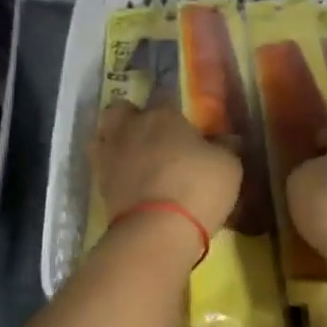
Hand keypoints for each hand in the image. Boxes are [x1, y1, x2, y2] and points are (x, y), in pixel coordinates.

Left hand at [89, 97, 241, 240]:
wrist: (156, 231)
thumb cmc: (198, 188)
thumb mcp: (228, 166)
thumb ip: (225, 147)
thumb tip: (227, 139)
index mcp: (162, 115)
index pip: (165, 96)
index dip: (173, 108)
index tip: (184, 124)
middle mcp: (131, 127)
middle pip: (121, 110)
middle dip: (132, 118)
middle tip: (150, 136)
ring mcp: (109, 155)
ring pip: (103, 136)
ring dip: (114, 142)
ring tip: (132, 158)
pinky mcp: (98, 185)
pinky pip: (102, 167)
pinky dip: (112, 171)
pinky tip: (128, 182)